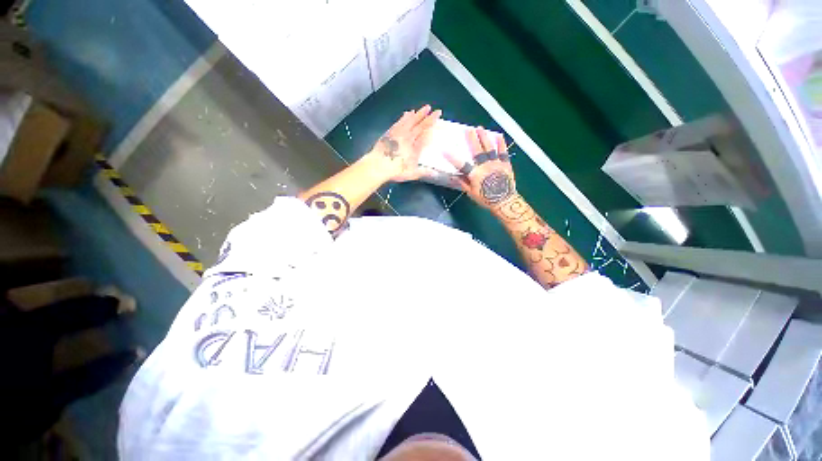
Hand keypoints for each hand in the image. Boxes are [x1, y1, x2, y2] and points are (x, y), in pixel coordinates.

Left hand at [366, 105, 441, 182]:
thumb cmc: (396, 171)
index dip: (431, 124)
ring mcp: (398, 134)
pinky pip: (399, 122)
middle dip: (428, 117)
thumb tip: (435, 173)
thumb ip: (423, 172)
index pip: (425, 133)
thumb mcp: (411, 174)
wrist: (378, 165)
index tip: (437, 116)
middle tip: (434, 110)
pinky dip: (404, 117)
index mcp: (414, 147)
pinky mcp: (390, 133)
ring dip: (418, 114)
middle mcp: (408, 138)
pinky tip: (407, 113)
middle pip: (419, 125)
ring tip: (424, 108)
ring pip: (410, 121)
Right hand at [446, 127, 517, 211]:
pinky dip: (501, 143)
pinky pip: (503, 152)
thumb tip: (455, 175)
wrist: (504, 201)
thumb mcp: (471, 193)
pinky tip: (498, 136)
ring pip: (489, 148)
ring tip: (480, 129)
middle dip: (471, 139)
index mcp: (475, 174)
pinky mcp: (505, 164)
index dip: (452, 157)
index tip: (445, 150)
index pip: (461, 164)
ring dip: (484, 138)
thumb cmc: (486, 199)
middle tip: (468, 130)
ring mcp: (496, 164)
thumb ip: (463, 183)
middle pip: (477, 151)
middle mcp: (485, 166)